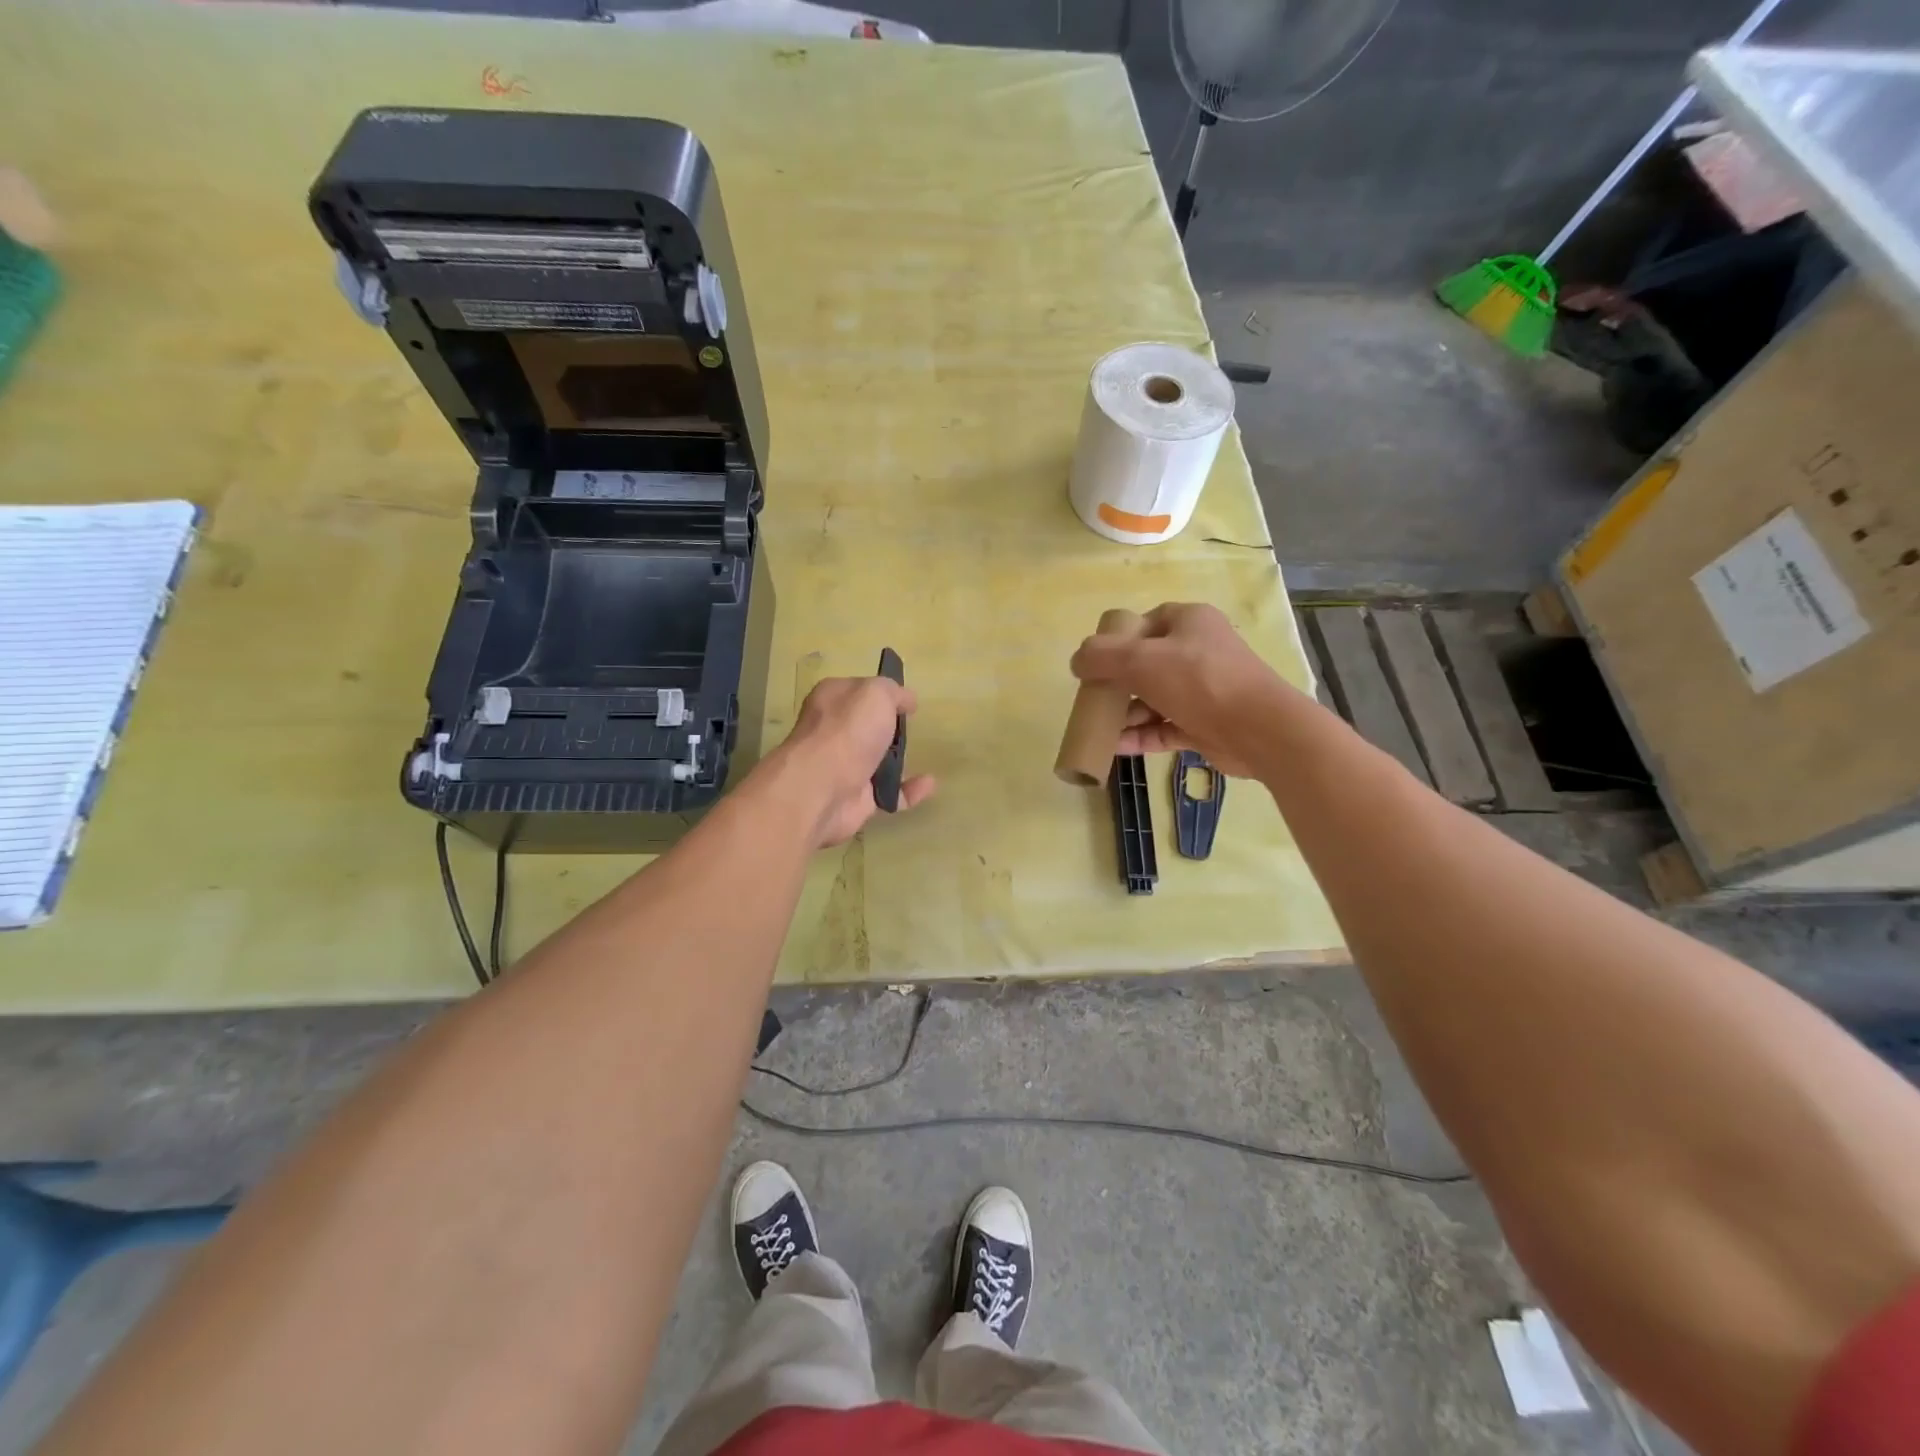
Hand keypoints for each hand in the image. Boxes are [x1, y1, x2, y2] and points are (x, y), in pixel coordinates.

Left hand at [771, 675, 935, 847]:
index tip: (907, 701)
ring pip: (877, 761)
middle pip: (867, 727)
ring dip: (900, 761)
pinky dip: (909, 791)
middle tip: (914, 728)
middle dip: (889, 728)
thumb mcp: (876, 693)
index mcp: (832, 699)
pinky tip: (929, 784)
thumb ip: (894, 692)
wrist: (821, 789)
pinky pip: (890, 793)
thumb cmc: (848, 731)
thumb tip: (907, 700)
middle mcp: (834, 732)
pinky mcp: (857, 799)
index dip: (883, 693)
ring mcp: (845, 767)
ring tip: (924, 755)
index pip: (859, 690)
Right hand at [1068, 602, 1299, 777]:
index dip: (1117, 640)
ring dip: (1126, 714)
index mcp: (1188, 622)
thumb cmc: (1199, 680)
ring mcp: (1203, 690)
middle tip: (1093, 699)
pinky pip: (1164, 727)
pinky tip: (1114, 748)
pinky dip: (1141, 736)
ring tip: (1100, 728)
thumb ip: (1101, 656)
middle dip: (1116, 683)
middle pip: (1146, 664)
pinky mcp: (1205, 724)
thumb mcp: (1140, 659)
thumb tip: (1076, 661)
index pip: (1145, 623)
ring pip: (1154, 699)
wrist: (1258, 729)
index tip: (1095, 662)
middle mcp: (1197, 652)